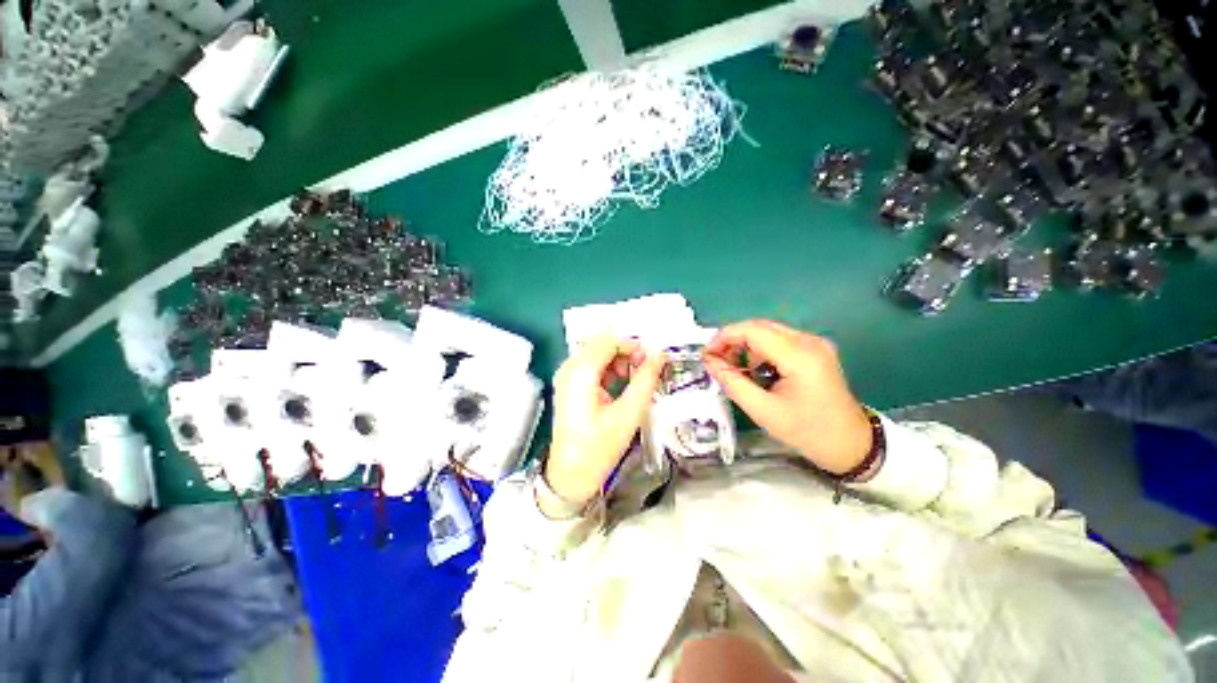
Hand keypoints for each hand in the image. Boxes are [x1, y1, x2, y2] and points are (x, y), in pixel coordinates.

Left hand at [546, 337, 665, 512]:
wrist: (571, 475)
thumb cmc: (600, 447)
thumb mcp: (629, 413)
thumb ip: (646, 380)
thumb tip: (659, 355)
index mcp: (580, 372)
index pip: (608, 342)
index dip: (632, 346)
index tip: (652, 360)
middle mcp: (568, 368)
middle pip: (601, 345)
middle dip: (625, 353)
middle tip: (645, 369)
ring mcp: (565, 377)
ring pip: (596, 354)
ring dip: (617, 361)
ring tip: (634, 380)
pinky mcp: (568, 386)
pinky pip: (590, 367)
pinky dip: (608, 370)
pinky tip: (620, 386)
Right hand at [704, 321, 872, 474]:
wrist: (851, 444)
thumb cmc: (807, 431)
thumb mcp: (763, 411)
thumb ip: (733, 382)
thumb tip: (710, 362)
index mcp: (800, 356)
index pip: (752, 331)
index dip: (724, 337)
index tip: (706, 355)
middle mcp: (809, 341)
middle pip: (759, 327)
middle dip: (733, 341)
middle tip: (716, 362)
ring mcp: (814, 343)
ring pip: (767, 332)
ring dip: (746, 346)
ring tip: (737, 371)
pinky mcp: (814, 349)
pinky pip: (778, 340)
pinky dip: (760, 351)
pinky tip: (757, 371)